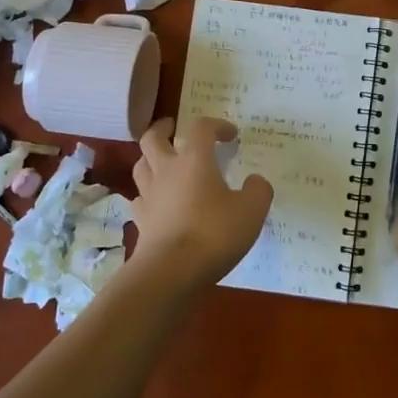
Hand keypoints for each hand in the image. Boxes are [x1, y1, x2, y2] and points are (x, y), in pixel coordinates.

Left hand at [129, 117, 272, 291]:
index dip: (217, 125)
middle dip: (164, 129)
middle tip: (174, 129)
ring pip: (141, 165)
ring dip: (151, 158)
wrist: (170, 272)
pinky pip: (139, 197)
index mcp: (194, 160)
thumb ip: (258, 190)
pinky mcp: (140, 221)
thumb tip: (254, 181)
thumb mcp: (252, 210)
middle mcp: (166, 170)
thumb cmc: (214, 234)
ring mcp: (149, 196)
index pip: (201, 128)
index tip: (231, 136)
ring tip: (164, 162)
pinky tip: (158, 201)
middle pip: (153, 138)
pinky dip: (148, 193)